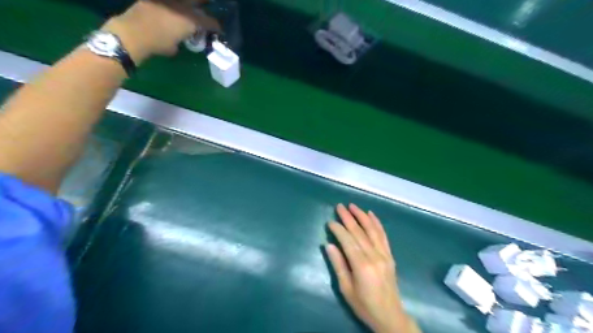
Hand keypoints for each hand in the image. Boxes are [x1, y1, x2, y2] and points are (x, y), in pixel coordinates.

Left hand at [102, 0, 221, 61]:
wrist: (133, 33)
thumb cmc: (157, 44)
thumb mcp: (174, 47)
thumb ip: (180, 40)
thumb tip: (180, 38)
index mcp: (190, 20)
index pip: (209, 21)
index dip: (215, 26)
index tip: (218, 29)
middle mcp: (182, 7)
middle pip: (199, 3)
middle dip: (205, 6)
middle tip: (206, 13)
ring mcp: (168, 1)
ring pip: (184, 2)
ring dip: (190, 5)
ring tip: (191, 9)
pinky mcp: (155, 0)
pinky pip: (167, 4)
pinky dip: (173, 6)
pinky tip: (173, 9)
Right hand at [324, 203, 420, 332]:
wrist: (390, 315)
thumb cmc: (364, 305)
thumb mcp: (346, 288)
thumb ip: (338, 265)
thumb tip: (329, 245)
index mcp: (362, 266)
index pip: (348, 241)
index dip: (338, 229)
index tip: (330, 221)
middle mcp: (374, 256)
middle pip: (359, 232)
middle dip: (348, 217)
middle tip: (339, 206)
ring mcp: (384, 254)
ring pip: (372, 230)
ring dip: (362, 216)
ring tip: (353, 205)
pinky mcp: (390, 255)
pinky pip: (383, 236)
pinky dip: (377, 223)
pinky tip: (371, 214)